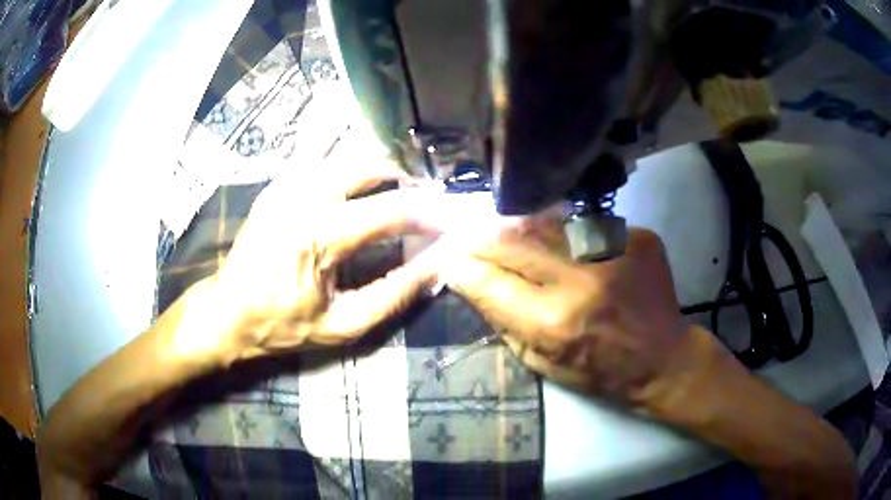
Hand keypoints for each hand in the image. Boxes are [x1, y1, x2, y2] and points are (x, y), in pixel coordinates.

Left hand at [181, 160, 440, 364]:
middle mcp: (303, 197)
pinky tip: (356, 189)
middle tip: (423, 202)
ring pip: (346, 157)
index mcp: (319, 235)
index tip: (452, 219)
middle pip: (369, 166)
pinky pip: (321, 162)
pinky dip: (347, 170)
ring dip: (377, 171)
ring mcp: (285, 185)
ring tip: (395, 194)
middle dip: (404, 180)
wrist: (225, 312)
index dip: (428, 213)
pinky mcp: (276, 185)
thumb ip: (394, 294)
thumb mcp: (342, 325)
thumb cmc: (281, 325)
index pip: (391, 210)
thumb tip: (436, 267)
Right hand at [444, 225, 693, 407]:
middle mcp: (581, 279)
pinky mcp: (636, 236)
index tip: (449, 260)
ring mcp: (613, 251)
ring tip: (508, 232)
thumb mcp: (543, 365)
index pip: (489, 281)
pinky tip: (563, 243)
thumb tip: (474, 284)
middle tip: (467, 235)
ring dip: (519, 228)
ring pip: (546, 223)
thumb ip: (505, 323)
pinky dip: (564, 232)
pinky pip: (584, 224)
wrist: (664, 358)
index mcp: (554, 322)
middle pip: (512, 240)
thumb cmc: (600, 372)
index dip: (462, 267)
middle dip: (482, 238)